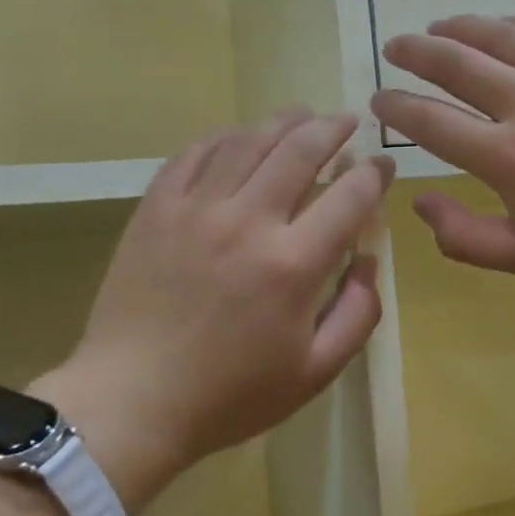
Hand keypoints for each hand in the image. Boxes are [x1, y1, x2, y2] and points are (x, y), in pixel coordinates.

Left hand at [30, 112, 392, 513]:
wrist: (131, 402)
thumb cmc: (230, 395)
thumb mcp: (315, 372)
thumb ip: (358, 314)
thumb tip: (369, 260)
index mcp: (293, 263)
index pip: (350, 195)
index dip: (375, 173)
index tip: (383, 164)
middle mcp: (248, 221)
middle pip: (301, 150)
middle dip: (333, 128)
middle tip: (348, 120)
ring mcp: (196, 209)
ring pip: (248, 140)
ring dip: (282, 120)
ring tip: (302, 114)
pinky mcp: (156, 209)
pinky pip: (193, 154)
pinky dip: (224, 137)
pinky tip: (238, 137)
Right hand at [371, 15, 514, 287]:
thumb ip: (464, 237)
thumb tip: (419, 203)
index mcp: (507, 158)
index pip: (430, 123)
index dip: (396, 107)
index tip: (378, 100)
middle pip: (456, 65)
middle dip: (415, 53)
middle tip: (394, 47)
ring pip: (500, 36)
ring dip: (459, 27)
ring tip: (436, 26)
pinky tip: (505, 26)